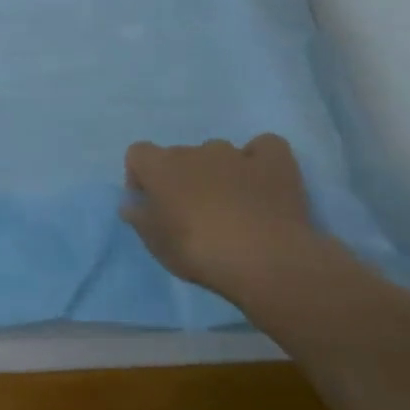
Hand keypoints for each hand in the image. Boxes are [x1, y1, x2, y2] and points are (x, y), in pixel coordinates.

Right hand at [122, 134, 321, 298]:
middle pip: (179, 156)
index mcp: (159, 166)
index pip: (138, 154)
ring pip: (218, 153)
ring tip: (230, 203)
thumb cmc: (198, 251)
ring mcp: (237, 155)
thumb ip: (139, 217)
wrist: (265, 261)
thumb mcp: (154, 243)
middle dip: (181, 177)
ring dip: (217, 171)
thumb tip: (134, 205)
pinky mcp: (276, 164)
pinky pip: (264, 147)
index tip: (150, 203)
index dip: (140, 176)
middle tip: (190, 212)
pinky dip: (259, 158)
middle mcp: (195, 151)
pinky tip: (261, 180)